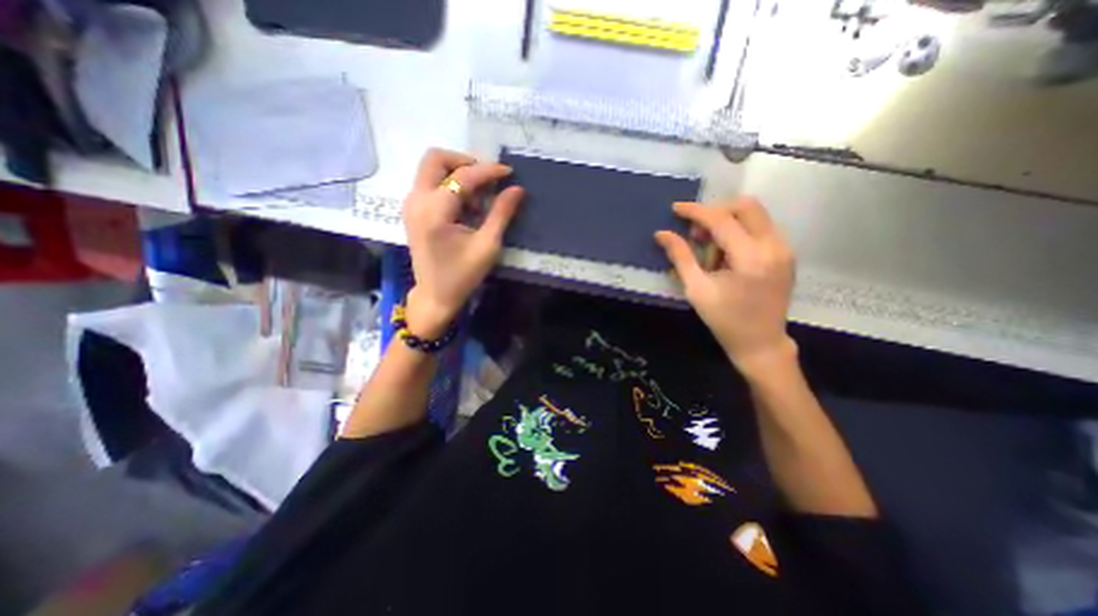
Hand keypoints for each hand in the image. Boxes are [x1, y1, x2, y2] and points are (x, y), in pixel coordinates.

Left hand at [402, 149, 522, 341]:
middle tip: (487, 178)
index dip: (488, 171)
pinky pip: (430, 183)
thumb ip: (501, 214)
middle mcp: (417, 200)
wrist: (435, 295)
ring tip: (478, 198)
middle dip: (465, 161)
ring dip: (457, 174)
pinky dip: (449, 185)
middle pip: (435, 158)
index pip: (463, 176)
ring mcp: (411, 204)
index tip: (509, 173)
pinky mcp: (412, 210)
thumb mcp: (487, 246)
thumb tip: (517, 189)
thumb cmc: (462, 275)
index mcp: (435, 211)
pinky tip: (465, 206)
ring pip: (431, 169)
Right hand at [651, 198, 797, 374]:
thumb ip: (680, 257)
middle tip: (696, 232)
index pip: (721, 220)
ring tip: (710, 248)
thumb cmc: (724, 320)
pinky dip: (739, 232)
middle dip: (715, 212)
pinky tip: (726, 254)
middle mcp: (774, 246)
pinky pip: (761, 228)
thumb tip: (662, 234)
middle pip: (746, 206)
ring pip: (755, 215)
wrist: (761, 343)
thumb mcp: (696, 289)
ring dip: (728, 222)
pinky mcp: (786, 254)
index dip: (695, 211)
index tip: (675, 209)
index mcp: (750, 258)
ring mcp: (784, 249)